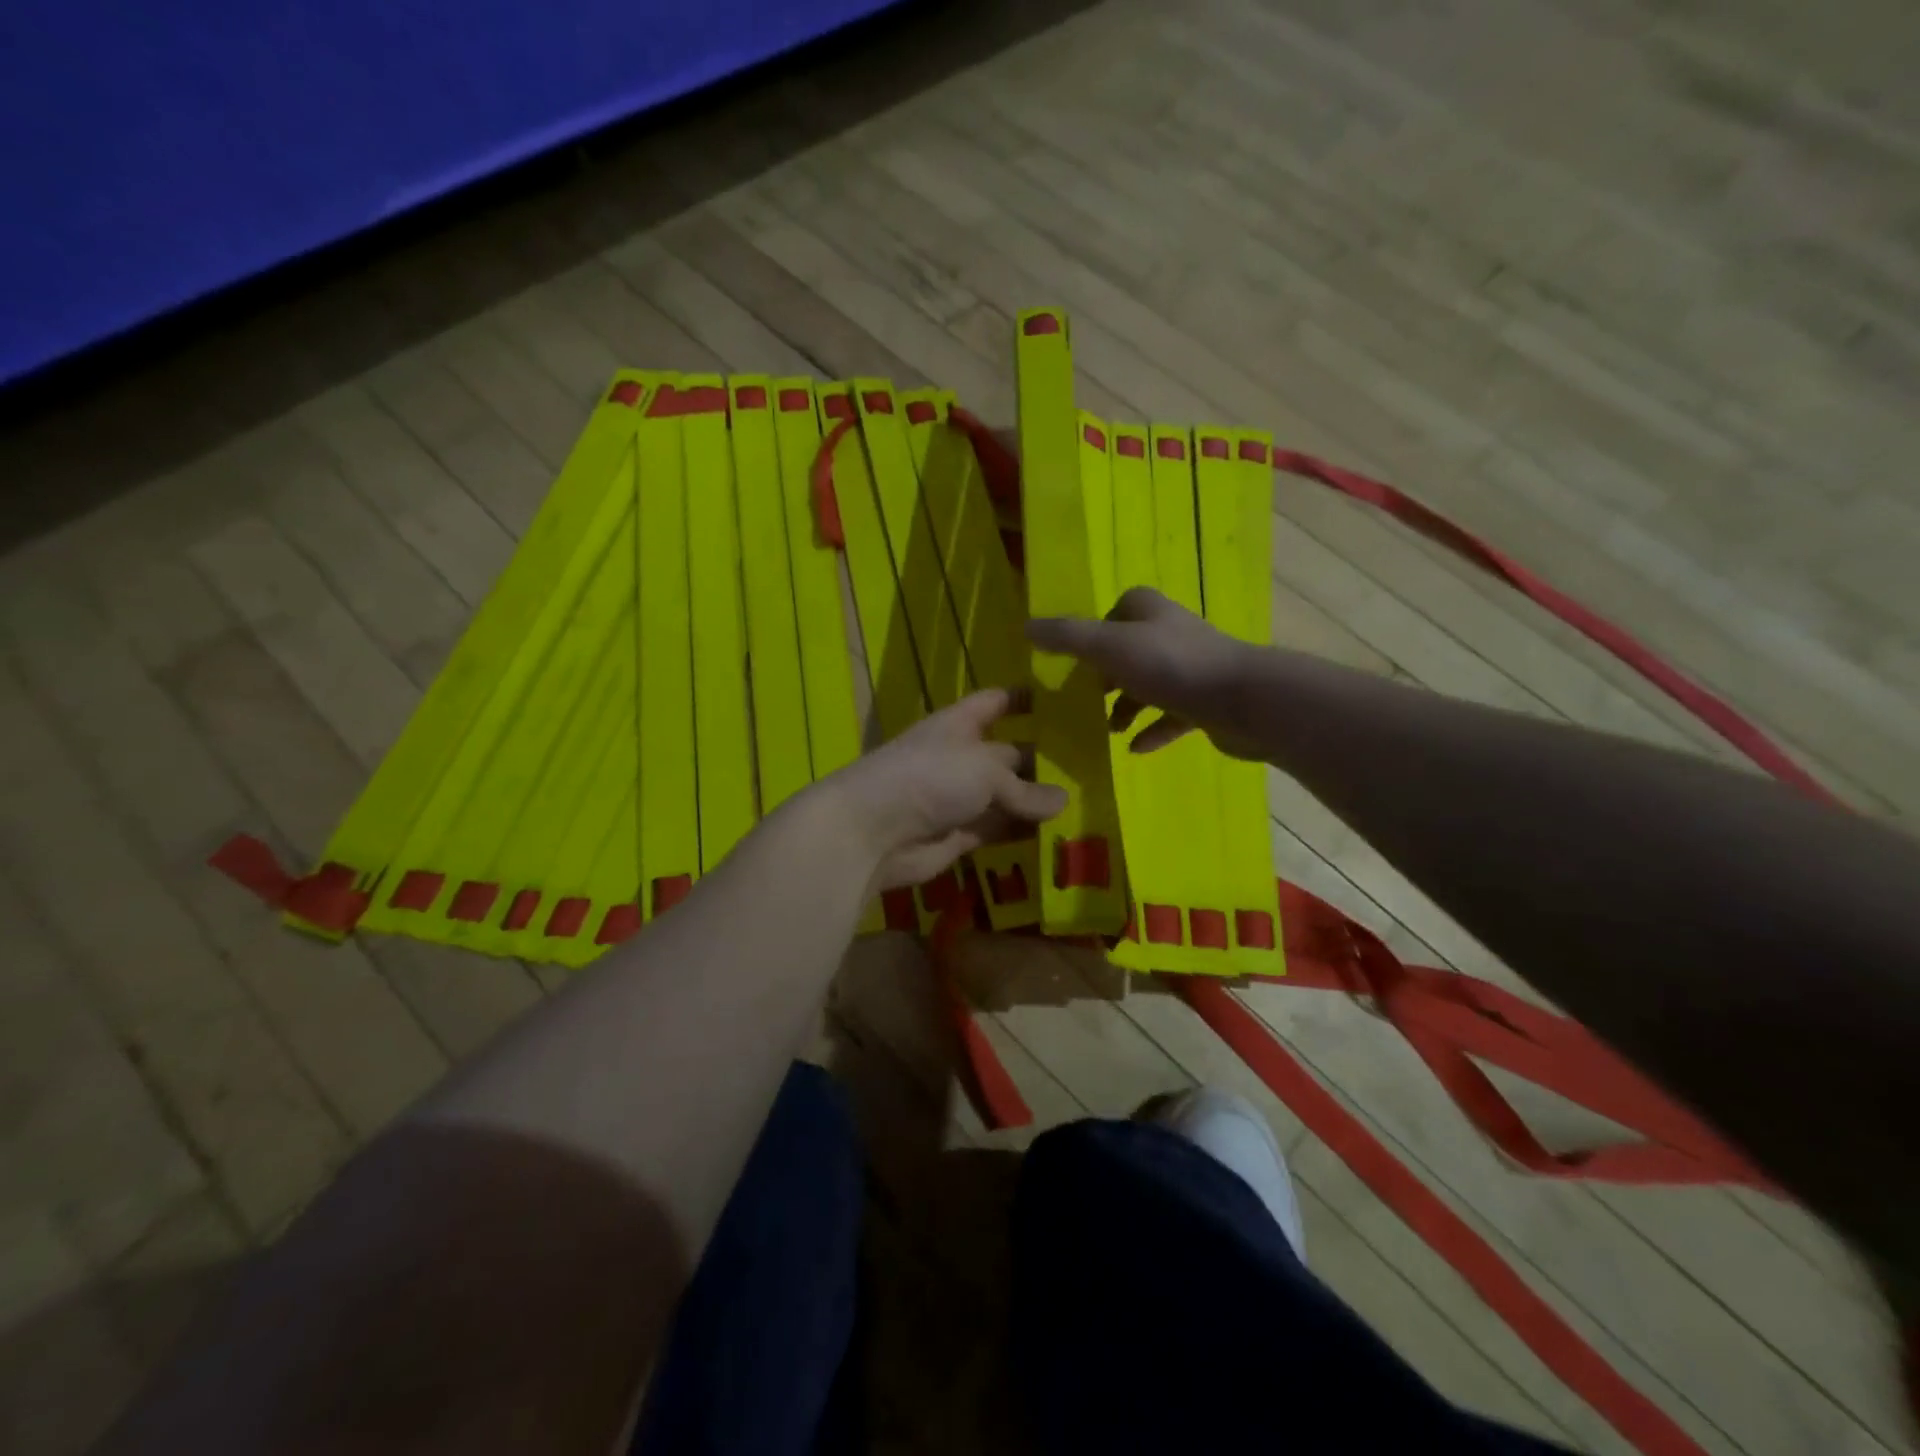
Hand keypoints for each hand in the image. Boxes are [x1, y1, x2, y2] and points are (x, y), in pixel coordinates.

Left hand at [819, 689, 1067, 890]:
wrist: (875, 831)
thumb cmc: (931, 778)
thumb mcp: (986, 771)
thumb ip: (1025, 788)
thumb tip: (1061, 800)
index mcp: (960, 724)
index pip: (995, 702)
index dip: (1023, 698)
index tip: (1061, 699)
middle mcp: (961, 756)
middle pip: (1008, 753)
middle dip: (1042, 758)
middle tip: (1093, 766)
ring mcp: (960, 797)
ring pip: (1006, 796)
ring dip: (1036, 801)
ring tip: (1086, 801)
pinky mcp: (960, 834)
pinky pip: (998, 829)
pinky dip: (1022, 831)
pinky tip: (1058, 833)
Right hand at [1028, 587, 1263, 757]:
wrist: (1244, 700)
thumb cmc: (1171, 666)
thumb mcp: (1108, 647)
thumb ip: (1067, 638)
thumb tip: (1026, 627)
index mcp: (1150, 613)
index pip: (1120, 609)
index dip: (1098, 631)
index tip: (1080, 659)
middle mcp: (1172, 635)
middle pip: (1132, 649)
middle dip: (1109, 673)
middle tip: (1088, 698)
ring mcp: (1193, 669)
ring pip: (1152, 684)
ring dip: (1128, 706)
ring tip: (1109, 730)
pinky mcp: (1208, 702)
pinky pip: (1173, 716)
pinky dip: (1153, 730)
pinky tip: (1136, 749)